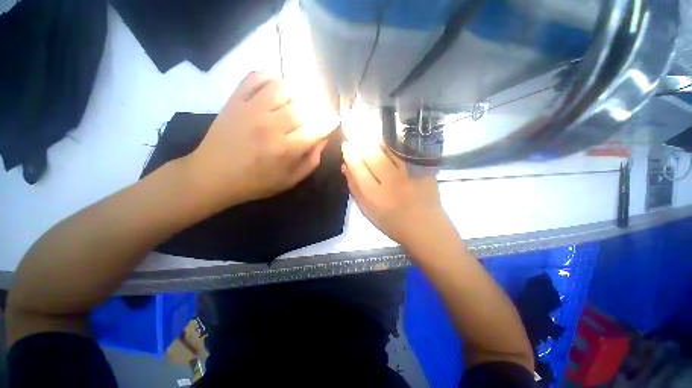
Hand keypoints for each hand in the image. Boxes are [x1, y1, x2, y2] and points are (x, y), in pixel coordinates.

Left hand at [185, 72, 337, 205]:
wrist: (213, 175)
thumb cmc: (256, 182)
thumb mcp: (290, 180)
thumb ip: (311, 161)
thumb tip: (323, 140)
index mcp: (285, 149)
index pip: (317, 128)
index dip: (329, 122)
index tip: (333, 120)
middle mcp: (271, 125)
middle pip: (303, 107)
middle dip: (314, 111)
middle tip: (311, 118)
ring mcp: (251, 109)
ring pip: (283, 88)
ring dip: (294, 96)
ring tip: (292, 106)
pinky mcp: (235, 100)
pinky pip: (256, 76)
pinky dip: (269, 77)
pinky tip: (274, 89)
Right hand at [341, 140, 447, 247]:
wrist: (425, 228)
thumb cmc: (392, 224)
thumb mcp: (368, 212)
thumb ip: (355, 189)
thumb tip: (345, 167)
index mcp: (375, 196)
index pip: (358, 168)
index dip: (350, 154)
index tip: (346, 145)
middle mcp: (391, 183)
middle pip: (372, 156)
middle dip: (361, 142)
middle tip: (355, 134)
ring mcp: (409, 175)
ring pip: (388, 151)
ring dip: (376, 140)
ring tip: (368, 134)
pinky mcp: (422, 170)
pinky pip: (403, 153)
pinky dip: (392, 146)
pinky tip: (387, 143)